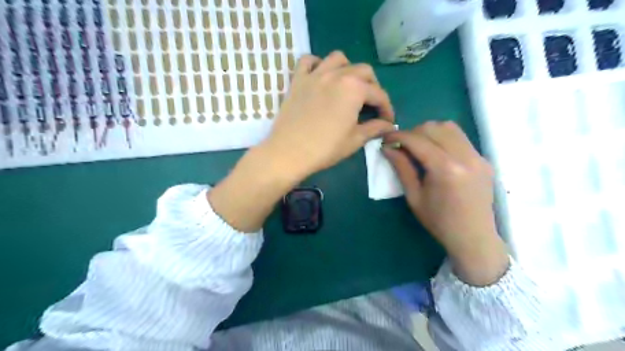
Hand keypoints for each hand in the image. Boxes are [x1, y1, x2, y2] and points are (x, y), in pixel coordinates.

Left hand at [261, 51, 392, 178]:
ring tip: (348, 86)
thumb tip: (388, 125)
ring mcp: (315, 74)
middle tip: (371, 104)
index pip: (379, 94)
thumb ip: (374, 128)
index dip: (387, 108)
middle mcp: (337, 75)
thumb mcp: (355, 140)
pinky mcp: (297, 80)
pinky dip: (317, 64)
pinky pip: (308, 60)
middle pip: (363, 71)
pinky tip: (320, 76)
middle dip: (372, 87)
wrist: (289, 152)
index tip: (388, 120)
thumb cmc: (325, 148)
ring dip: (348, 69)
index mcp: (354, 89)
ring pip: (338, 59)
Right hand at [384, 122, 509, 286]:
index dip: (398, 136)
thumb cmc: (439, 221)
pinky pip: (461, 138)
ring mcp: (478, 156)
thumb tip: (387, 148)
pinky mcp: (484, 159)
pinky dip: (444, 139)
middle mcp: (465, 157)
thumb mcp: (414, 196)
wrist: (474, 237)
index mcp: (445, 169)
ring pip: (450, 128)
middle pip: (434, 128)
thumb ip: (401, 168)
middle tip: (402, 146)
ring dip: (430, 132)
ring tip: (419, 146)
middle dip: (413, 132)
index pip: (418, 140)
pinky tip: (437, 154)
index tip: (386, 139)